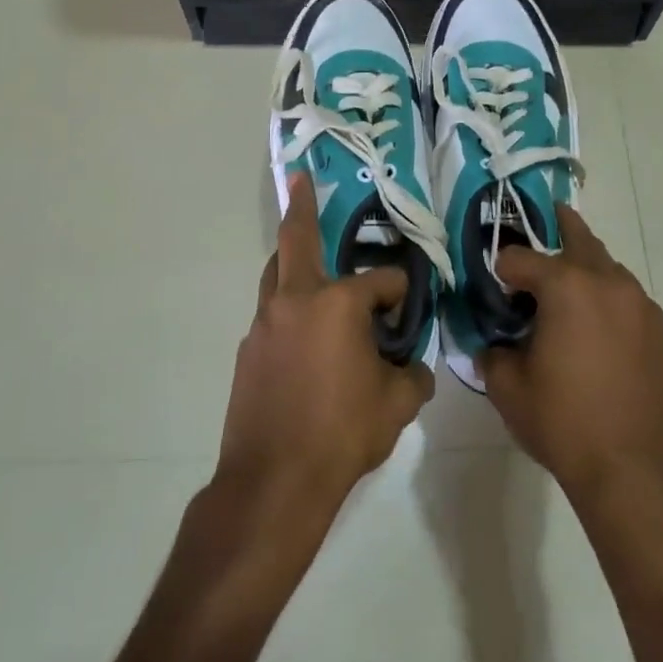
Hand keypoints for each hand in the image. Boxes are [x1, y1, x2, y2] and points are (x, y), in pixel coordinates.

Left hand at [216, 173, 433, 523]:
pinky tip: (304, 337)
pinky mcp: (248, 350)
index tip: (407, 309)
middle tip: (301, 179)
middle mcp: (296, 300)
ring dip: (292, 260)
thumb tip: (414, 367)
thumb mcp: (397, 405)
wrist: (273, 481)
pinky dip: (288, 309)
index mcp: (337, 304)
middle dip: (301, 206)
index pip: (381, 281)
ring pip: (276, 274)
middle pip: (297, 241)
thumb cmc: (343, 434)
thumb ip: (413, 376)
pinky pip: (272, 314)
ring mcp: (265, 323)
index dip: (400, 291)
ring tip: (308, 261)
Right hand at [483, 207, 662, 507]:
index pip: (520, 258)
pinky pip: (629, 300)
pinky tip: (599, 330)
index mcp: (567, 287)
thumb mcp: (508, 388)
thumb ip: (492, 352)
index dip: (500, 270)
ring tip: (568, 287)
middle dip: (557, 228)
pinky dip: (609, 300)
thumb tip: (494, 342)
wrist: (635, 474)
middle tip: (545, 217)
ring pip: (608, 268)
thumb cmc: (563, 424)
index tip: (493, 289)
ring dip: (585, 268)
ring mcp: (642, 306)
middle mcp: (608, 283)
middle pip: (578, 238)